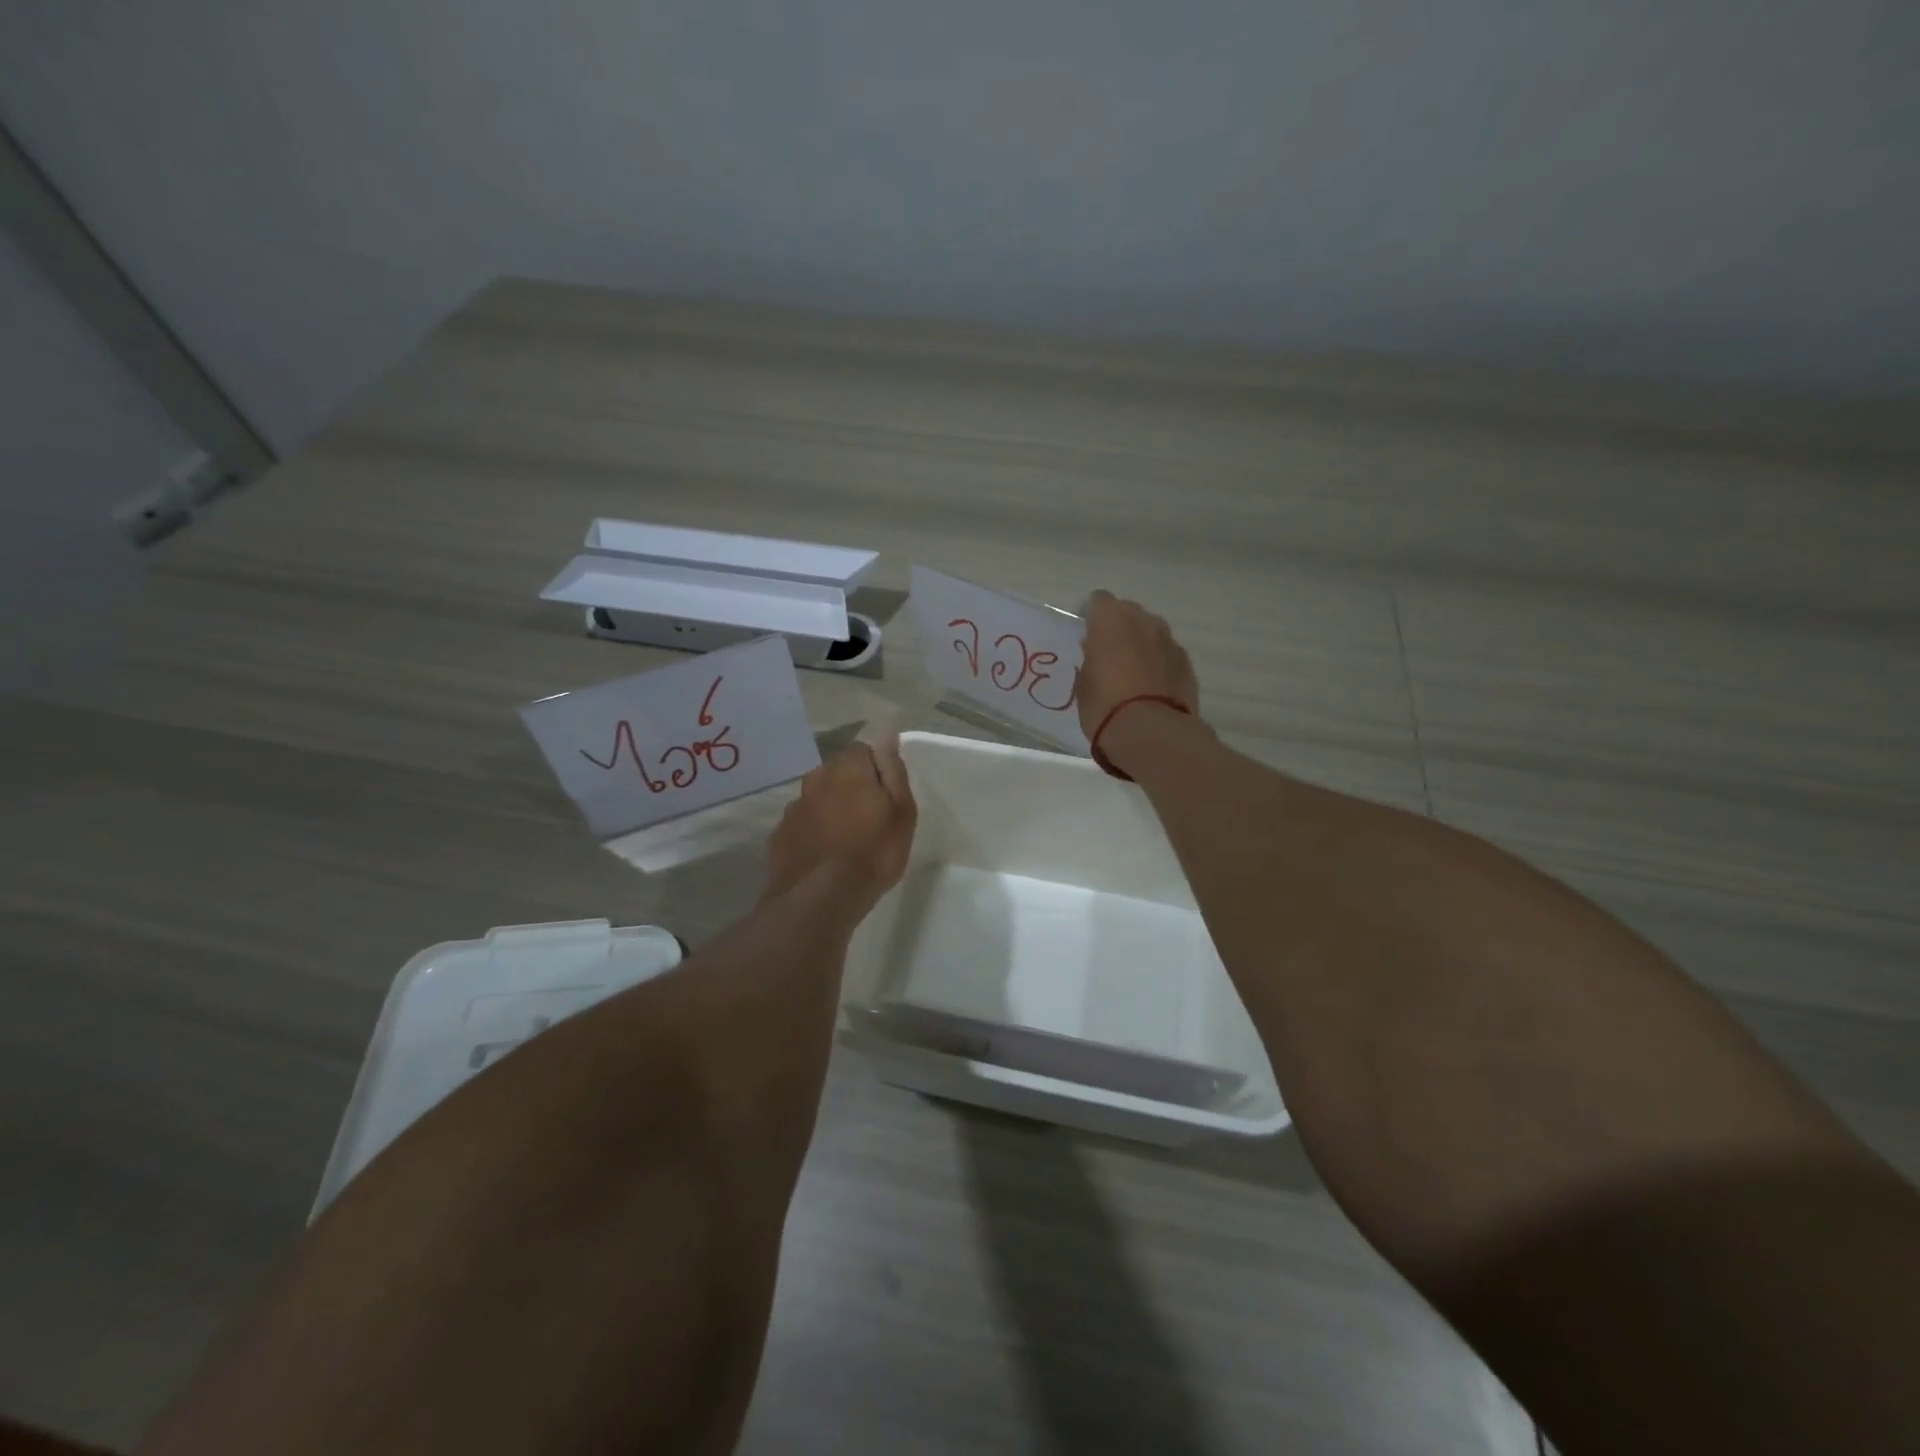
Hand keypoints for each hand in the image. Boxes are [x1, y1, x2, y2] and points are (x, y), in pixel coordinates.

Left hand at [763, 733, 917, 908]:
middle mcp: (815, 779)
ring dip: (830, 810)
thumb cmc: (873, 851)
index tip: (886, 798)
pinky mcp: (779, 835)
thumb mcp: (900, 810)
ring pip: (817, 799)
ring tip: (845, 842)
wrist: (820, 897)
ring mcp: (793, 808)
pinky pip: (802, 825)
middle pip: (838, 773)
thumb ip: (892, 768)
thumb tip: (887, 732)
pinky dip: (813, 833)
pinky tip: (823, 857)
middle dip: (851, 788)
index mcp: (847, 768)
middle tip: (869, 820)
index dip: (876, 771)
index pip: (863, 751)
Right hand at [1076, 589, 1200, 741]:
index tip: (1084, 635)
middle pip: (1129, 612)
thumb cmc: (1105, 706)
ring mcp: (1170, 641)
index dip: (1090, 616)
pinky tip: (1151, 687)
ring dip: (1141, 644)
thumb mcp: (1083, 683)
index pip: (1098, 601)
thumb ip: (1090, 659)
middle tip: (1108, 653)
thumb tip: (1097, 653)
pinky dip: (1158, 663)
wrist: (1151, 734)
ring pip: (1151, 632)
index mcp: (1111, 620)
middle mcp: (1144, 622)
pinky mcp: (1187, 663)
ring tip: (1131, 671)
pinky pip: (1167, 654)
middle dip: (1118, 627)